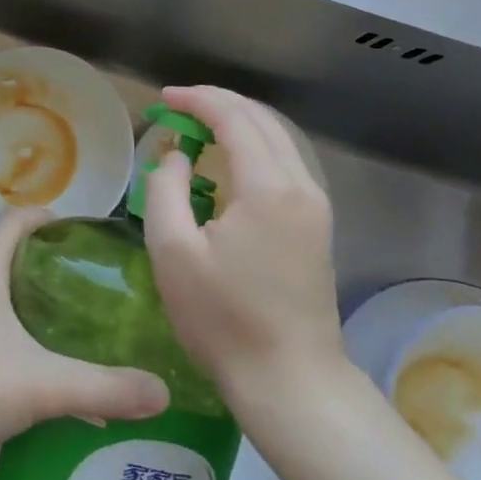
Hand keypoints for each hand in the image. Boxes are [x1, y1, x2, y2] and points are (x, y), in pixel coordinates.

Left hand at [0, 207, 169, 446]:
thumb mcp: (42, 384)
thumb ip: (102, 388)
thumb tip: (162, 391)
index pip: (13, 221)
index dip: (44, 216)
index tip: (73, 228)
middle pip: (1, 259)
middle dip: (39, 268)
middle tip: (79, 290)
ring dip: (18, 308)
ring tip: (56, 334)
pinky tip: (19, 376)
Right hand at [141, 86, 347, 421]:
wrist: (290, 381)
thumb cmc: (223, 319)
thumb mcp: (172, 251)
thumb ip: (166, 188)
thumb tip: (176, 156)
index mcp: (268, 187)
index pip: (234, 118)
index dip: (197, 100)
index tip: (163, 98)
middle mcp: (301, 185)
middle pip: (262, 120)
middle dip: (218, 103)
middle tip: (177, 106)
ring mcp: (316, 205)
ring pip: (278, 139)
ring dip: (238, 122)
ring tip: (197, 127)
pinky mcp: (317, 225)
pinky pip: (285, 163)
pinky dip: (253, 147)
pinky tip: (228, 161)